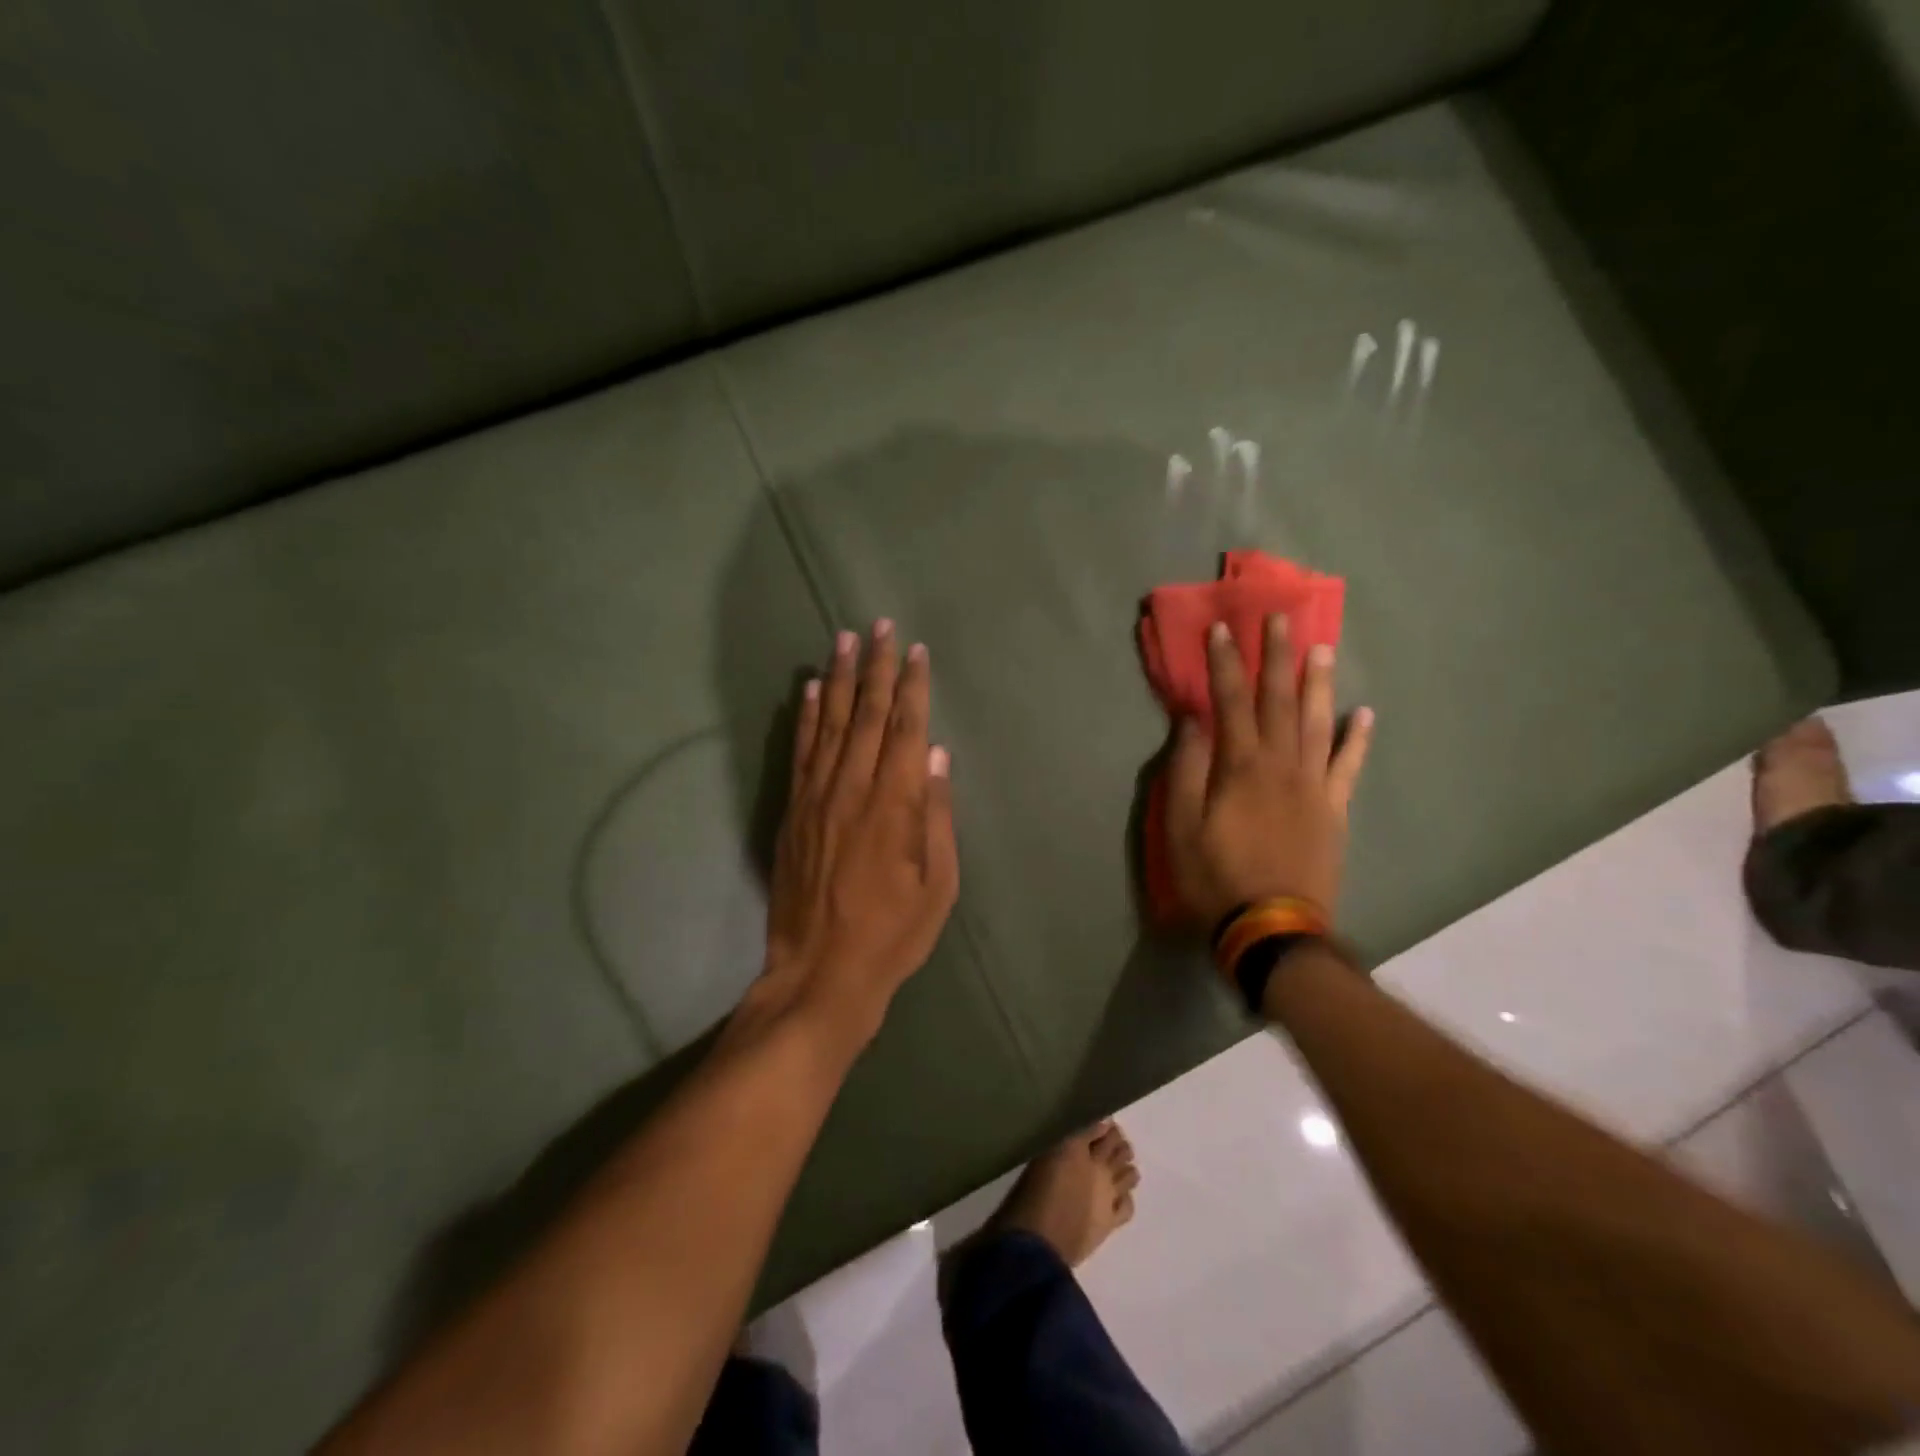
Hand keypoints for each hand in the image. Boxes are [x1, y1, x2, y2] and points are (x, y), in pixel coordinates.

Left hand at [762, 620, 958, 1033]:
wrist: (821, 971)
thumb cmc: (893, 933)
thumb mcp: (939, 884)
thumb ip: (937, 816)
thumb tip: (937, 758)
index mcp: (895, 804)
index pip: (906, 729)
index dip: (913, 686)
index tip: (916, 651)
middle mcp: (853, 788)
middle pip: (868, 714)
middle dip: (876, 666)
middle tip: (880, 625)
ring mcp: (817, 797)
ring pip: (831, 723)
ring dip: (840, 678)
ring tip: (843, 638)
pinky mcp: (793, 811)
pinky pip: (801, 752)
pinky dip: (807, 717)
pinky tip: (811, 690)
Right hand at [1164, 616, 1372, 926]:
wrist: (1273, 928)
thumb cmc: (1215, 877)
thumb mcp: (1181, 826)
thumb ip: (1187, 769)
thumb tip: (1192, 720)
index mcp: (1241, 766)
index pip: (1231, 702)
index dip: (1225, 663)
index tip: (1223, 628)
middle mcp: (1282, 765)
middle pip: (1280, 700)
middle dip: (1278, 657)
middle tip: (1281, 618)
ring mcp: (1315, 786)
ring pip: (1319, 722)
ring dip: (1319, 683)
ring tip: (1323, 648)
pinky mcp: (1335, 810)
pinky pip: (1349, 766)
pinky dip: (1357, 738)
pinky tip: (1365, 714)